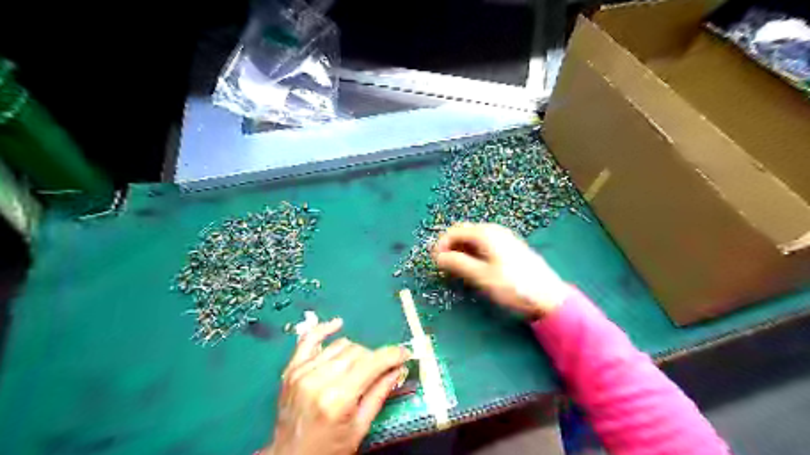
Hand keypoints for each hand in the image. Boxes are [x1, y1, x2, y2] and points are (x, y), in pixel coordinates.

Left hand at [261, 319, 411, 454]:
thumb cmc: (329, 449)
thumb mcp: (360, 428)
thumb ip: (379, 394)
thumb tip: (398, 368)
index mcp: (338, 399)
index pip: (371, 363)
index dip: (392, 355)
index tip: (404, 353)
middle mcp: (318, 380)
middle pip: (357, 352)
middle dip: (374, 358)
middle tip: (381, 370)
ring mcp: (302, 372)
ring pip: (340, 345)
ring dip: (355, 352)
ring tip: (359, 367)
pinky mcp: (292, 369)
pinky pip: (308, 340)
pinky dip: (323, 330)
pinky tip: (337, 324)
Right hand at [430, 221, 567, 317]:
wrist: (548, 296)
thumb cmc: (513, 286)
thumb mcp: (481, 276)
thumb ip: (457, 264)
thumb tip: (438, 257)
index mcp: (485, 233)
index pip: (454, 232)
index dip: (441, 245)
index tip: (434, 261)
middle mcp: (494, 231)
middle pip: (464, 233)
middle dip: (450, 247)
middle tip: (442, 266)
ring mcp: (503, 238)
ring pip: (474, 240)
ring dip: (461, 251)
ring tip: (455, 269)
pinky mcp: (509, 248)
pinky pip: (484, 246)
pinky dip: (473, 254)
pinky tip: (473, 268)